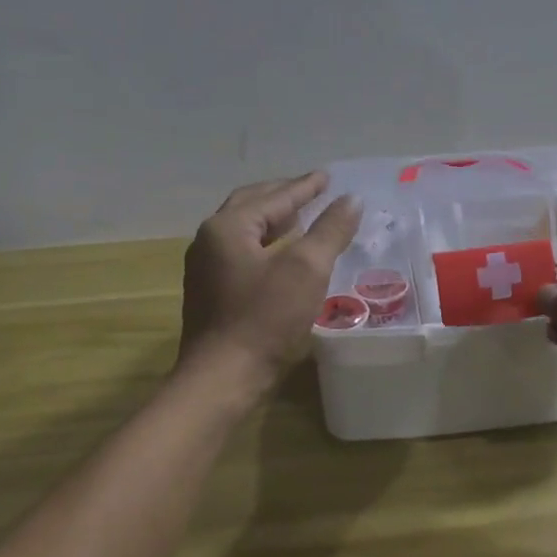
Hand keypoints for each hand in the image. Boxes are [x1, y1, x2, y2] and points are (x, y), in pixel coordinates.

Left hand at [177, 173, 360, 407]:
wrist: (222, 379)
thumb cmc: (265, 318)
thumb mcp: (307, 269)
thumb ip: (330, 230)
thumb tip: (351, 200)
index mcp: (228, 227)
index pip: (275, 197)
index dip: (305, 186)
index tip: (327, 177)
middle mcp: (210, 240)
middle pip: (251, 205)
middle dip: (283, 196)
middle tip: (312, 190)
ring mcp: (205, 268)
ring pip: (243, 230)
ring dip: (272, 219)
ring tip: (300, 217)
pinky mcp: (209, 292)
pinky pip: (241, 252)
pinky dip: (264, 242)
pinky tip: (282, 254)